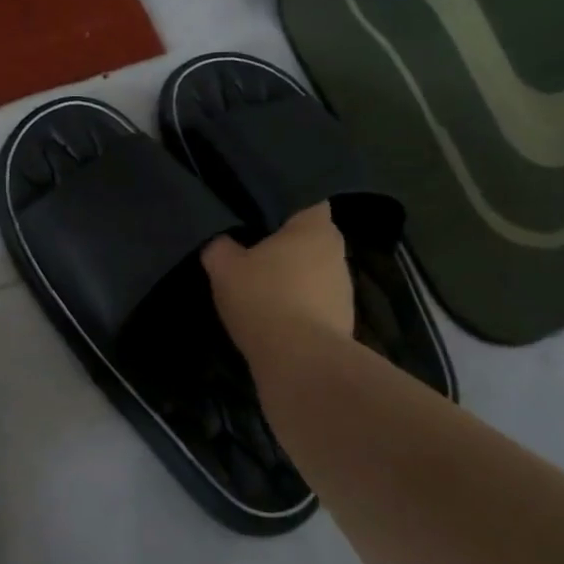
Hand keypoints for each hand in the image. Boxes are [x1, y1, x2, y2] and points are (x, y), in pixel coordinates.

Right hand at [201, 204, 353, 367]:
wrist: (301, 364)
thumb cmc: (264, 299)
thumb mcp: (224, 267)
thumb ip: (219, 246)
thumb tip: (219, 241)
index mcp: (315, 227)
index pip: (305, 199)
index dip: (281, 201)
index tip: (257, 209)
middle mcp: (337, 252)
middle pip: (309, 237)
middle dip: (284, 242)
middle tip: (251, 245)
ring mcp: (344, 289)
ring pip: (313, 271)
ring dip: (292, 276)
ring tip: (261, 284)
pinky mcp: (342, 322)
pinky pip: (315, 302)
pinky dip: (297, 305)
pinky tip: (273, 315)